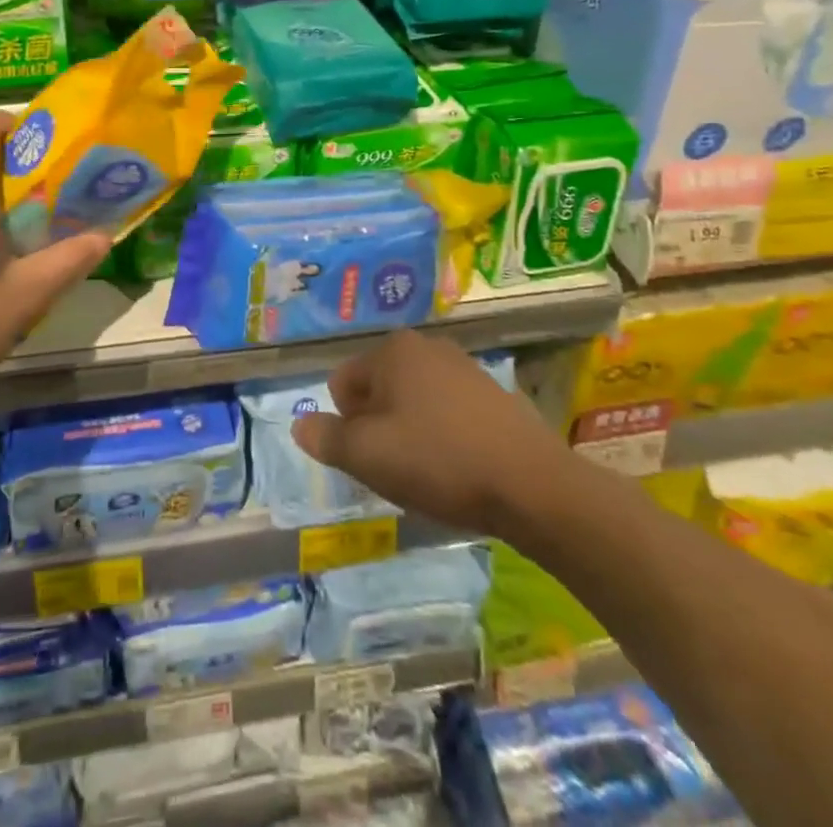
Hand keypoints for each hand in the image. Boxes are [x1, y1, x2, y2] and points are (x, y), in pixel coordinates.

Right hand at [290, 329, 576, 538]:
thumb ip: (326, 439)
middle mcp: (426, 346)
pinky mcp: (493, 393)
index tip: (373, 458)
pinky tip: (460, 467)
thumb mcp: (368, 456)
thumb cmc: (440, 461)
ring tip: (430, 471)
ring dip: (409, 432)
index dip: (347, 426)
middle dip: (378, 427)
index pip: (342, 384)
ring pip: (412, 402)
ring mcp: (463, 367)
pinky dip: (443, 435)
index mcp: (392, 351)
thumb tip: (299, 425)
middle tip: (397, 467)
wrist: (534, 486)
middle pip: (377, 390)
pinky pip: (447, 411)